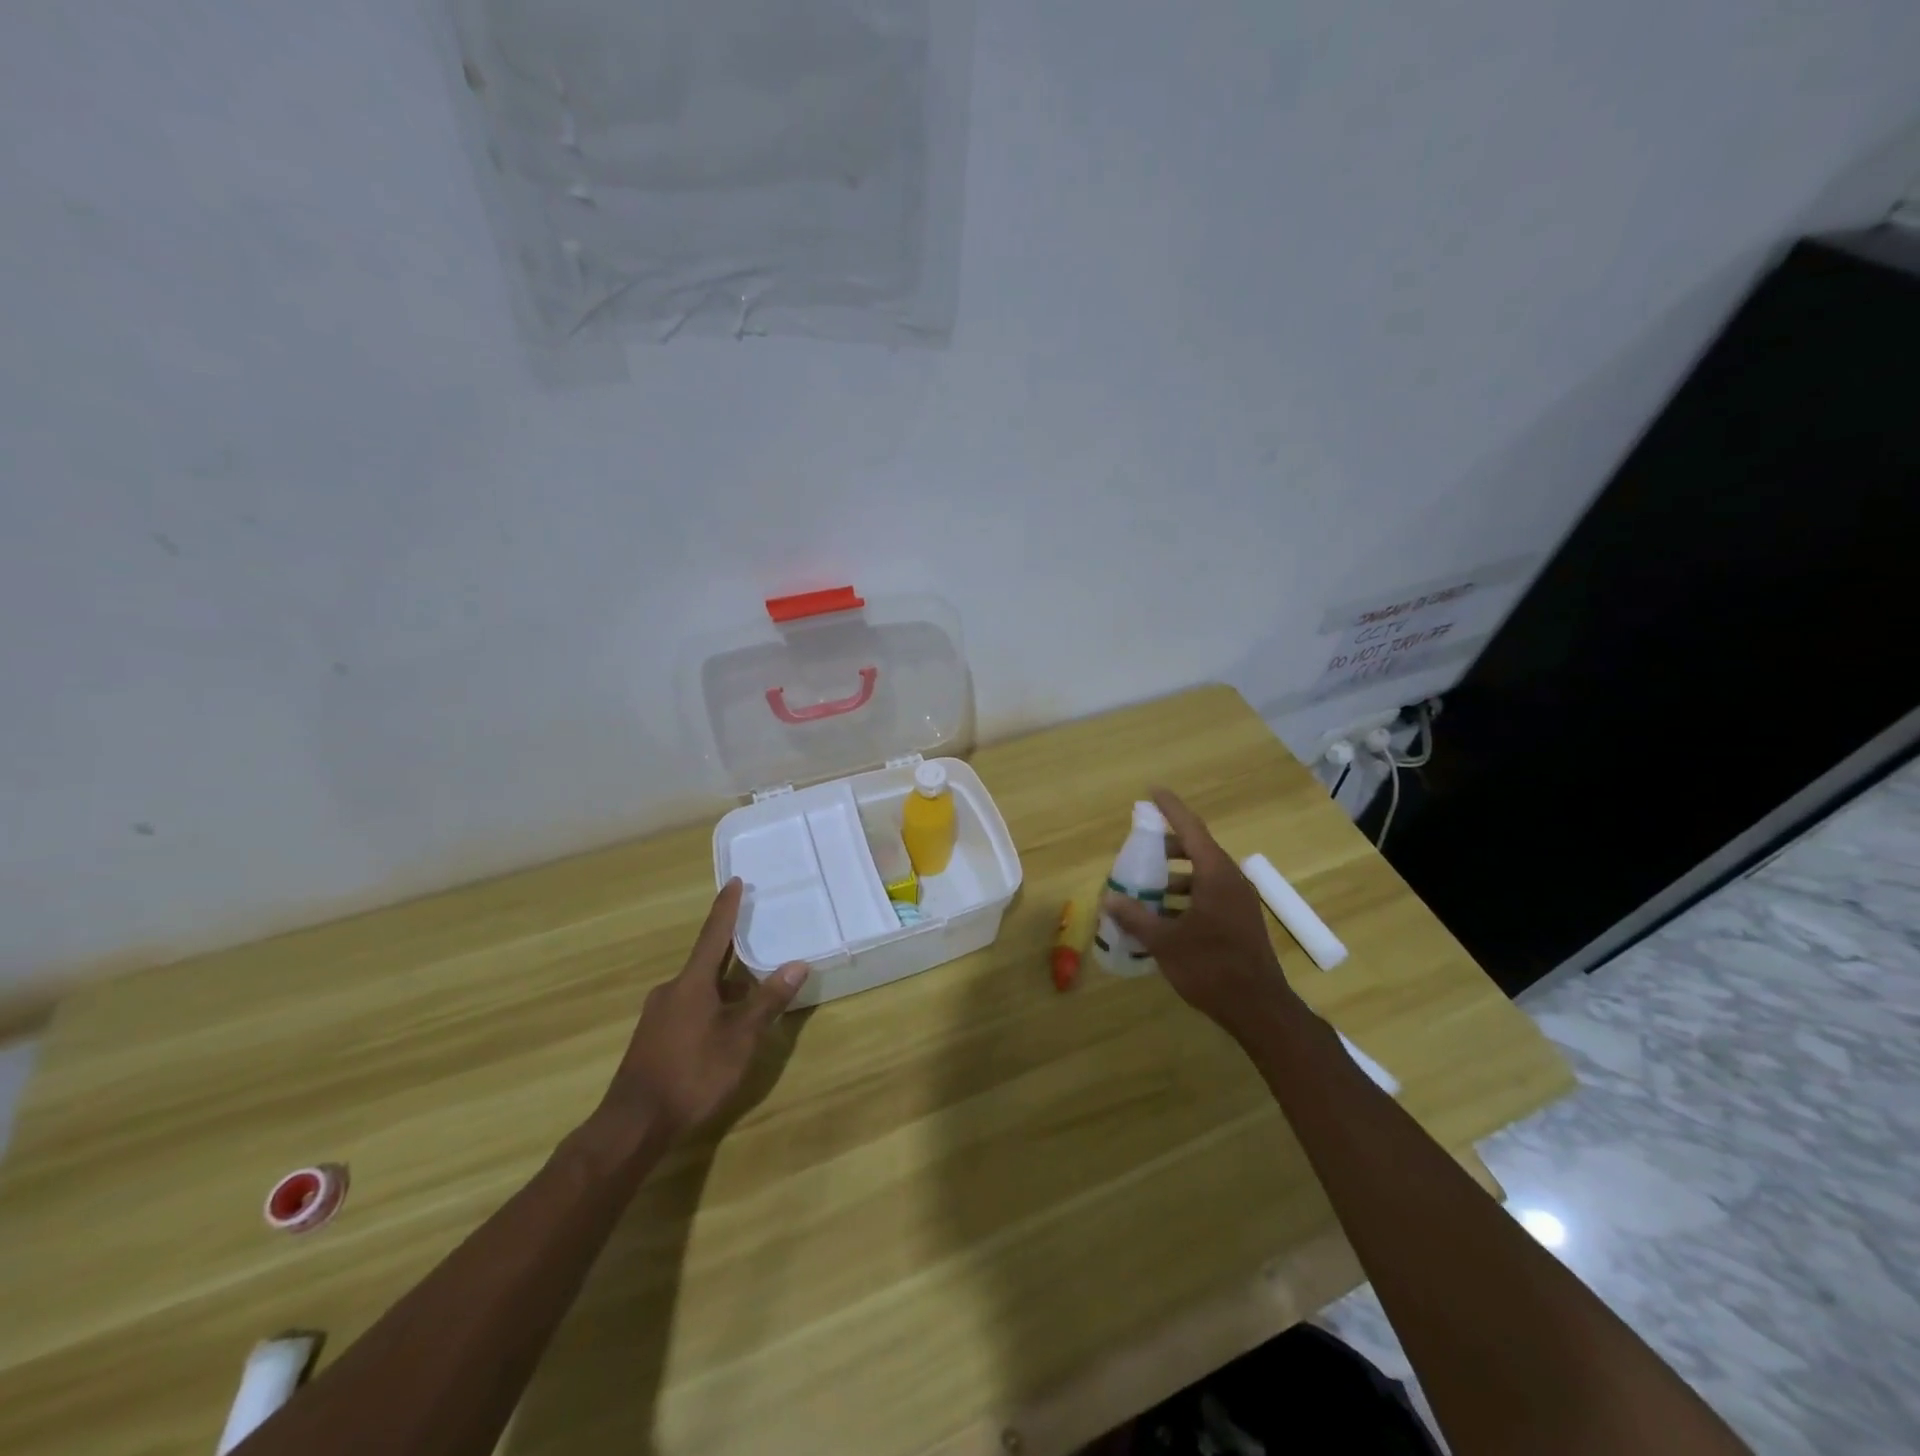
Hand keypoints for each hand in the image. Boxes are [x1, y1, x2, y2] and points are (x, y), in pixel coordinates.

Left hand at [597, 879, 808, 1140]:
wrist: (633, 1125)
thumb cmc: (692, 1074)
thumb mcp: (740, 1039)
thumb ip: (768, 1001)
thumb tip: (797, 964)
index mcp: (692, 983)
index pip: (714, 934)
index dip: (726, 908)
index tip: (735, 881)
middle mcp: (671, 990)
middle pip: (707, 962)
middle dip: (732, 952)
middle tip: (757, 939)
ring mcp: (658, 1014)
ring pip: (699, 989)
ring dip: (724, 986)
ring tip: (751, 993)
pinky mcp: (653, 1037)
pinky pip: (688, 1007)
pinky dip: (711, 1006)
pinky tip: (725, 1027)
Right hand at [1103, 789, 1304, 1046]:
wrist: (1259, 1009)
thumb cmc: (1210, 967)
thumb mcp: (1165, 942)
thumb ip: (1135, 916)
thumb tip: (1108, 898)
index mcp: (1216, 875)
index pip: (1190, 828)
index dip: (1170, 809)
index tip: (1152, 792)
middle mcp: (1231, 880)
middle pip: (1196, 850)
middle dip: (1166, 847)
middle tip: (1139, 850)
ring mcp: (1239, 901)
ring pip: (1202, 875)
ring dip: (1174, 876)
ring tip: (1144, 888)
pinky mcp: (1240, 921)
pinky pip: (1209, 894)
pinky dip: (1185, 896)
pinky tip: (1163, 917)